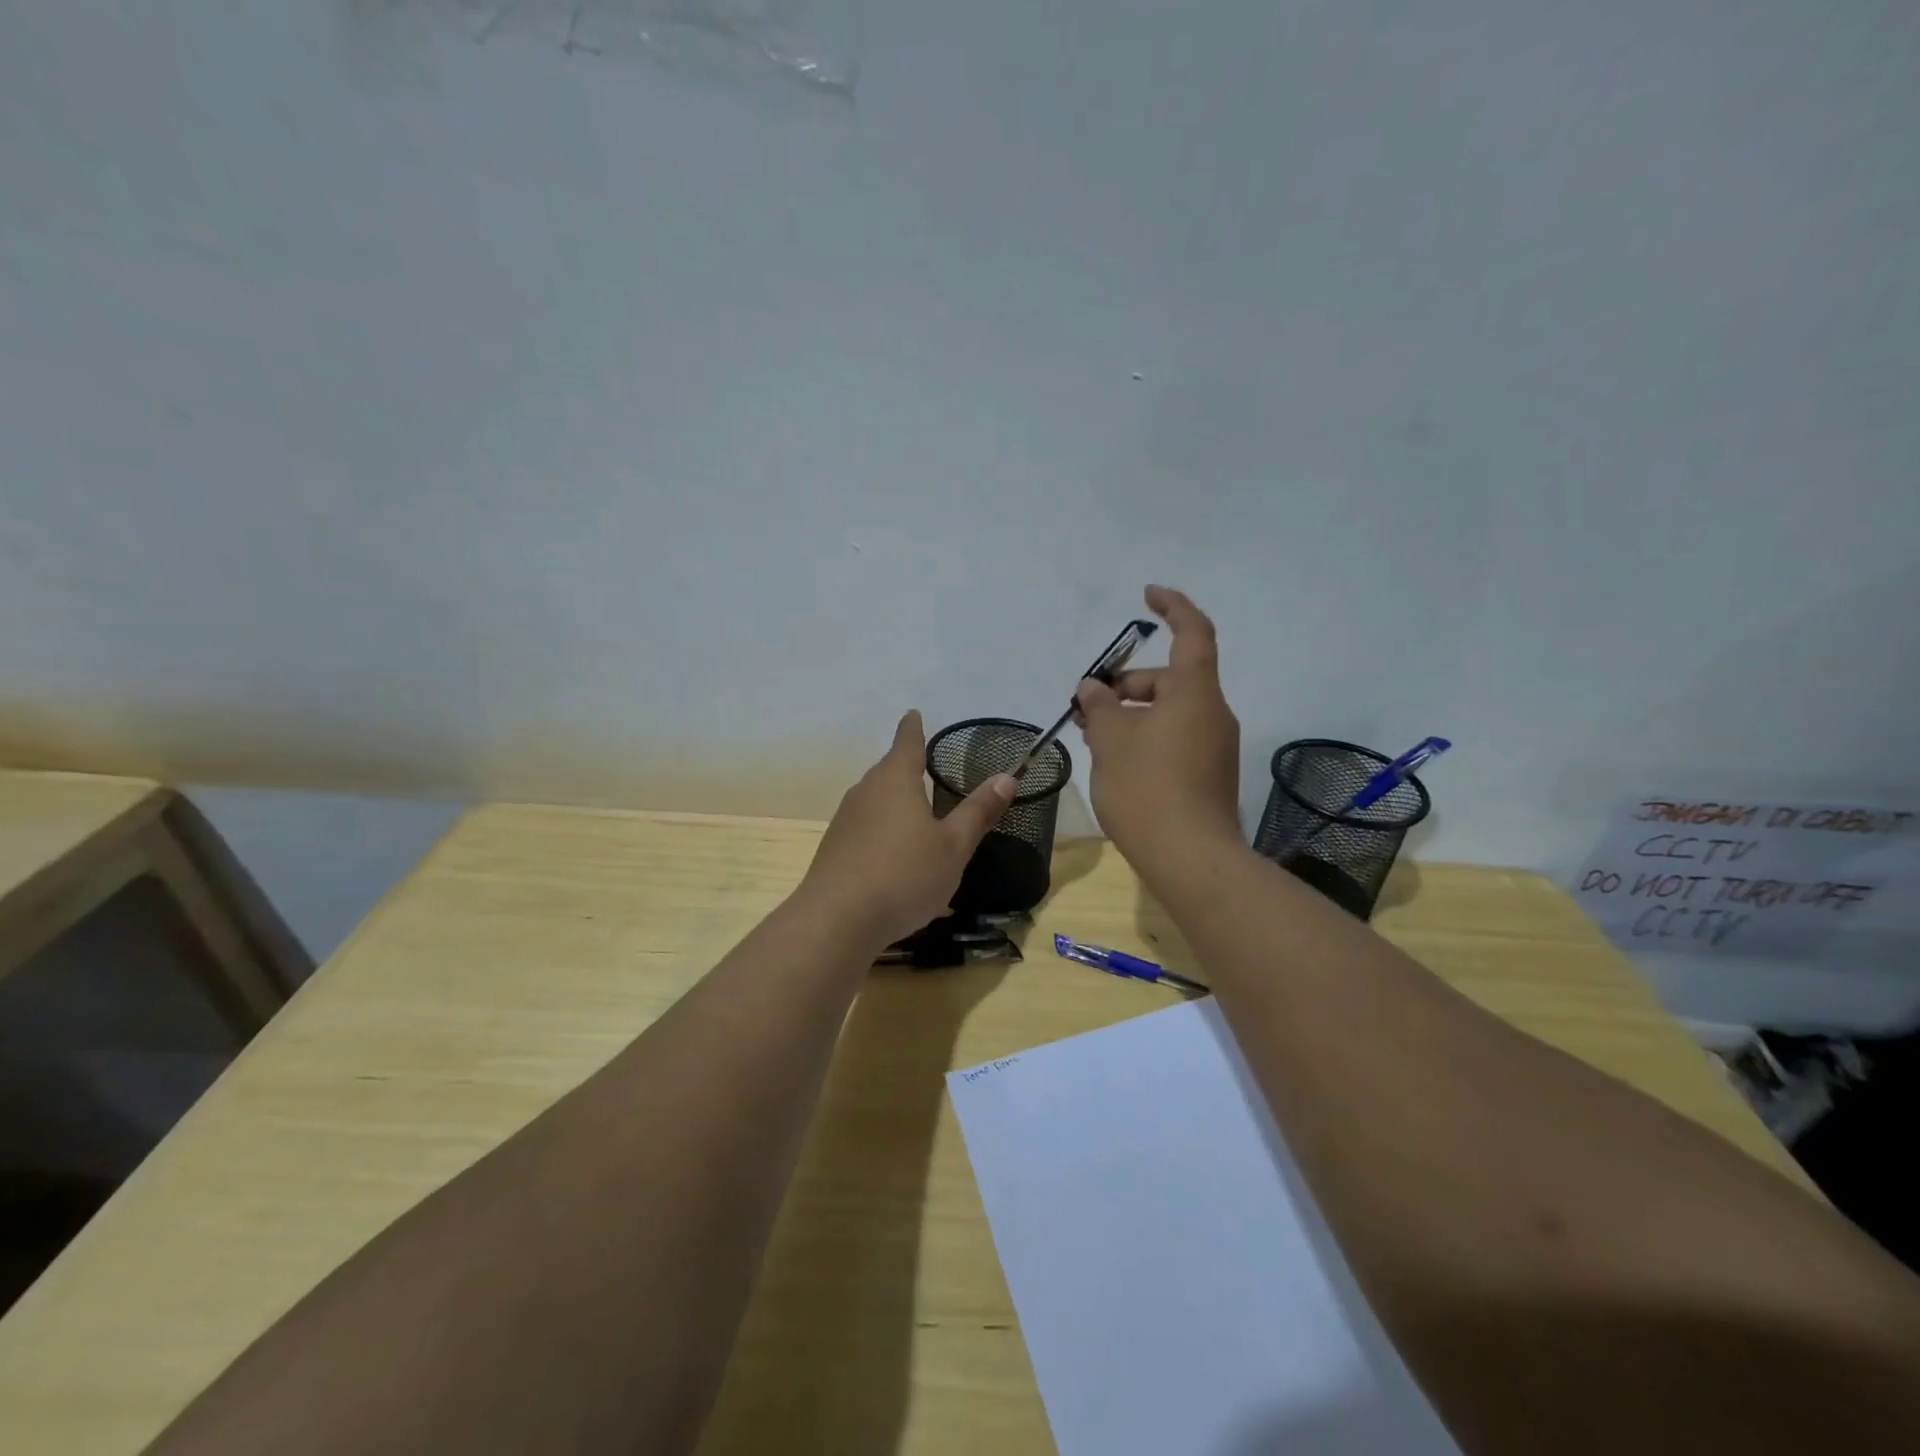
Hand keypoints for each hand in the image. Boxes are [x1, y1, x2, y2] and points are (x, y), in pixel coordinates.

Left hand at [800, 710, 1017, 947]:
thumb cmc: (904, 875)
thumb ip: (978, 811)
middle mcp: (865, 791)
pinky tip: (896, 856)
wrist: (836, 920)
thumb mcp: (953, 846)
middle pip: (888, 770)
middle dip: (907, 767)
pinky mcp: (835, 848)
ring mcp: (845, 820)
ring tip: (917, 813)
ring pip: (875, 799)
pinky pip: (865, 827)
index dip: (913, 727)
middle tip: (928, 767)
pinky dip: (883, 829)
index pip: (907, 741)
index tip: (914, 714)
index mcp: (895, 780)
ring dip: (895, 801)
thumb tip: (1007, 776)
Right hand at [1076, 586, 1241, 869]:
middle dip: (1127, 685)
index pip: (1192, 633)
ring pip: (1170, 713)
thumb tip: (1093, 688)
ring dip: (1133, 715)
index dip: (1173, 607)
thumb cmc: (1147, 788)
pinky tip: (1118, 762)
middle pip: (1170, 680)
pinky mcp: (1210, 775)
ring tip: (1094, 737)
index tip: (1149, 595)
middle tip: (1088, 706)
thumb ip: (1100, 706)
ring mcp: (1215, 747)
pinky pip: (1176, 739)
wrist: (1190, 858)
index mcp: (1195, 693)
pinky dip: (1147, 737)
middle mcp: (1213, 713)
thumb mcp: (1111, 740)